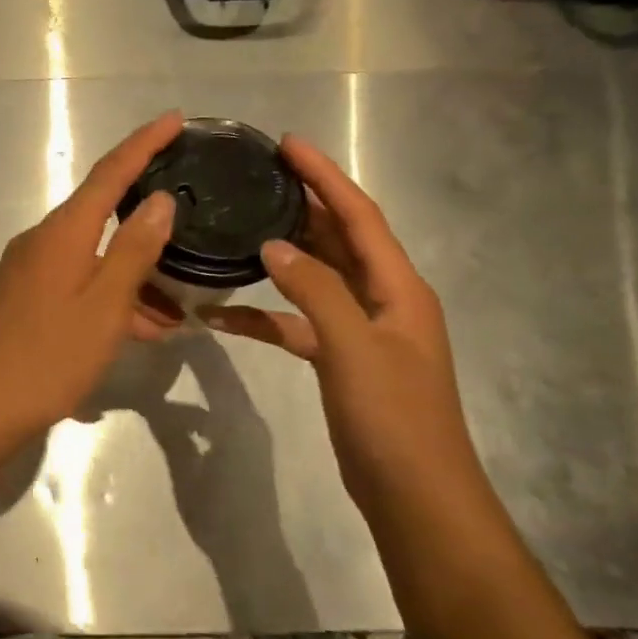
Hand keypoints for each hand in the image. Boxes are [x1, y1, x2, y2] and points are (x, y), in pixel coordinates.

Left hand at [0, 111, 182, 434]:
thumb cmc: (52, 354)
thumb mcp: (106, 304)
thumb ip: (134, 249)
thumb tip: (160, 199)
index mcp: (63, 232)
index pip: (110, 173)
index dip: (144, 143)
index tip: (175, 119)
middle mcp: (43, 239)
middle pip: (102, 211)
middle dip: (146, 215)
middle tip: (189, 215)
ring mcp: (31, 268)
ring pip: (94, 254)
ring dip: (134, 273)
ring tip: (179, 303)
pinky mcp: (26, 294)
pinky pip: (79, 279)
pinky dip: (111, 294)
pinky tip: (144, 327)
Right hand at [201, 136, 482, 508]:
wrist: (413, 494)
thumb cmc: (393, 418)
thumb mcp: (354, 349)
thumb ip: (315, 291)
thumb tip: (273, 246)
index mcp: (398, 288)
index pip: (359, 216)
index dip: (325, 177)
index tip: (288, 144)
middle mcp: (382, 300)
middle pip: (339, 239)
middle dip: (303, 205)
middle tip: (258, 177)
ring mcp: (360, 331)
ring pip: (316, 277)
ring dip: (282, 256)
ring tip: (241, 228)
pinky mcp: (339, 360)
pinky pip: (296, 323)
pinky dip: (265, 316)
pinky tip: (223, 316)